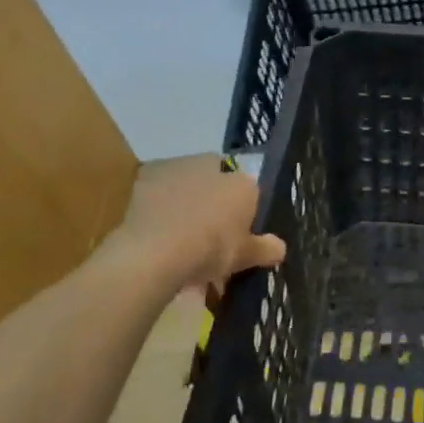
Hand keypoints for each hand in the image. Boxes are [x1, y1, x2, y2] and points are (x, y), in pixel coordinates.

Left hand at [108, 155, 285, 292]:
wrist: (156, 251)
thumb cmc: (212, 248)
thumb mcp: (245, 256)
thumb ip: (264, 249)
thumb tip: (280, 249)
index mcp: (241, 182)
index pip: (249, 190)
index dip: (243, 211)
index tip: (237, 234)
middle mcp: (211, 166)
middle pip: (217, 182)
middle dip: (214, 202)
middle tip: (209, 235)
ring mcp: (176, 169)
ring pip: (187, 185)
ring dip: (185, 203)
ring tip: (180, 238)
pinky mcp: (143, 179)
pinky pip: (159, 195)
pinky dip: (160, 210)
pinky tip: (158, 235)